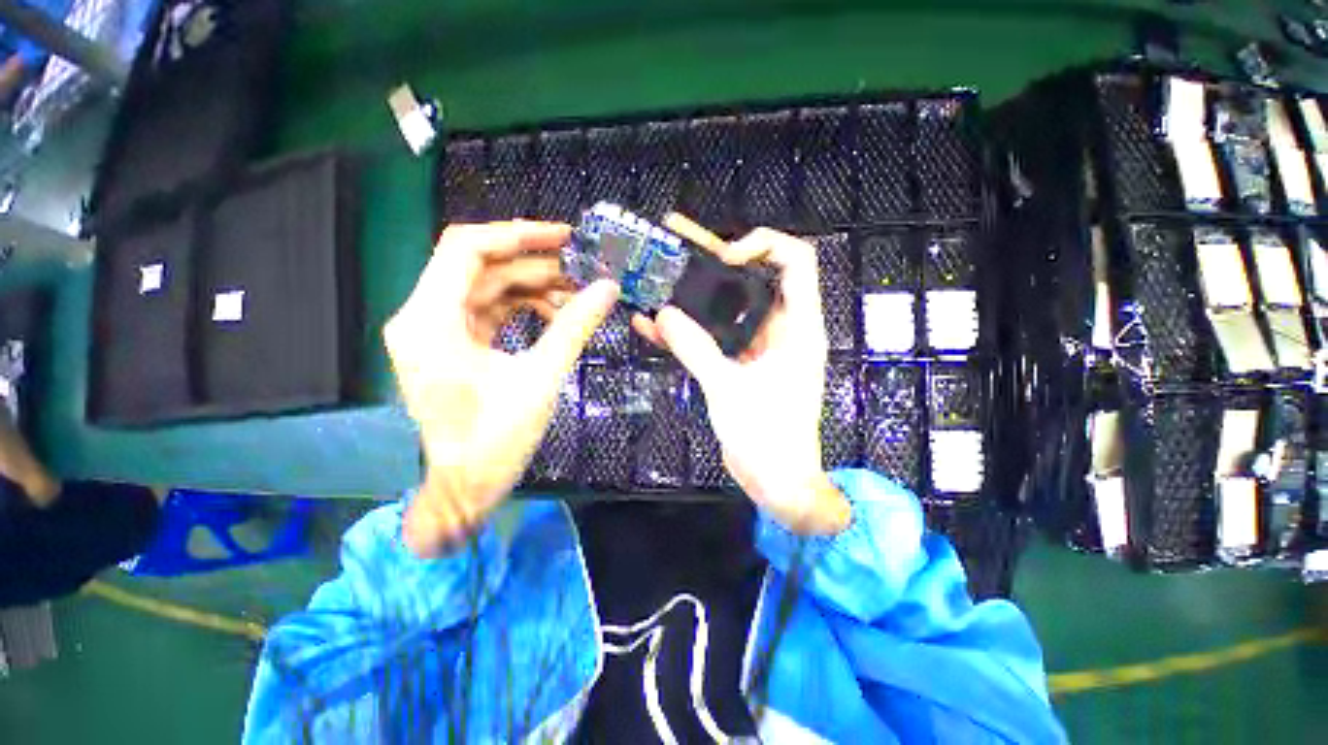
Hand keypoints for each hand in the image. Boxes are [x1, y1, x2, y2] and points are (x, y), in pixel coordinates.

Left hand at [385, 221, 618, 556]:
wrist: (468, 487)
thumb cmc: (497, 440)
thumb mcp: (542, 377)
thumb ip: (575, 327)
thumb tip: (608, 289)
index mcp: (430, 321)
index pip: (466, 249)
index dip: (517, 235)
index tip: (563, 237)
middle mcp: (423, 317)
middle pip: (481, 268)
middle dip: (534, 265)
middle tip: (582, 268)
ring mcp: (436, 331)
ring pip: (488, 289)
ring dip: (533, 289)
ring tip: (576, 296)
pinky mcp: (453, 345)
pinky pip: (490, 311)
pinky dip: (523, 309)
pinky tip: (556, 316)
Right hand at [632, 228, 848, 534]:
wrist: (775, 480)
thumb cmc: (768, 437)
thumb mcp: (728, 388)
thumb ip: (696, 348)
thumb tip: (663, 315)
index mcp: (798, 327)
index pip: (796, 261)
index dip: (763, 245)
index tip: (723, 257)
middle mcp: (780, 329)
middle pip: (751, 278)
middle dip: (713, 260)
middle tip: (676, 243)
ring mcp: (758, 347)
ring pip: (726, 309)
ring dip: (693, 295)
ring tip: (656, 274)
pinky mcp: (739, 364)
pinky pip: (714, 338)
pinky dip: (688, 331)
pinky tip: (653, 326)